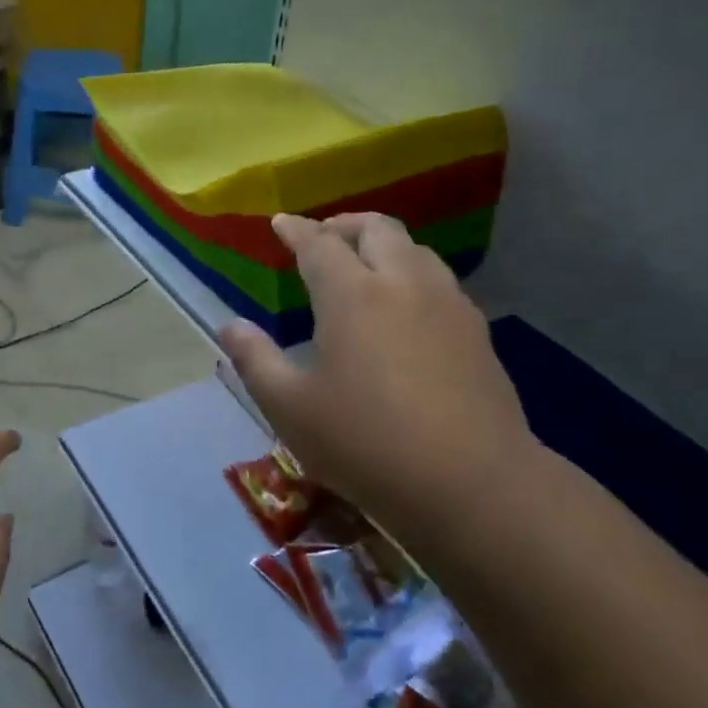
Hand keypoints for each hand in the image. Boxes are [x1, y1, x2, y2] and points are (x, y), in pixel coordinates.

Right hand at [218, 213, 535, 534]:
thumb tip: (230, 326)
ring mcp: (447, 305)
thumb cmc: (366, 444)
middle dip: (344, 225)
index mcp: (352, 295)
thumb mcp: (290, 408)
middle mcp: (402, 284)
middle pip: (376, 229)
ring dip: (383, 245)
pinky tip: (405, 307)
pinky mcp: (477, 332)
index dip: (296, 229)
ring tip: (364, 266)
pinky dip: (412, 273)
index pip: (318, 243)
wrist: (473, 484)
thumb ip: (255, 360)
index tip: (281, 222)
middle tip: (322, 239)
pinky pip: (440, 280)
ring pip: (415, 249)